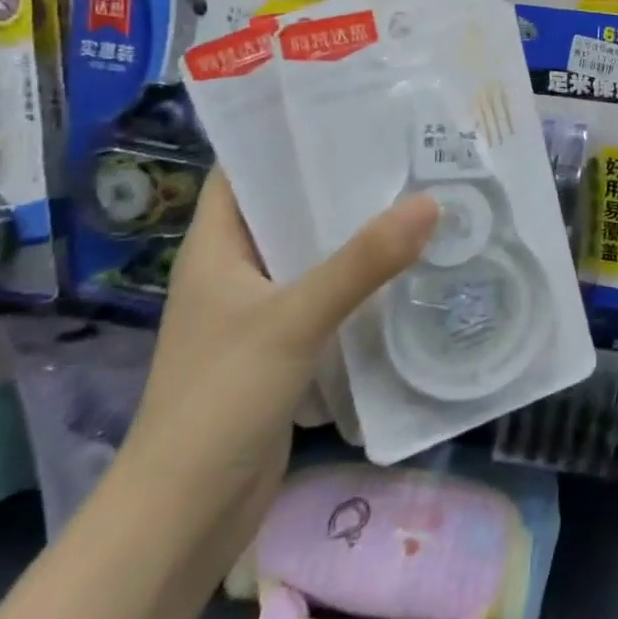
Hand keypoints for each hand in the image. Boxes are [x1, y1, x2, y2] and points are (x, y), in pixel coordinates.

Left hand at [117, 171, 437, 566]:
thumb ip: (362, 262)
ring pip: (312, 251)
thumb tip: (431, 202)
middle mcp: (235, 269)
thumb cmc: (219, 400)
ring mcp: (260, 309)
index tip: (344, 103)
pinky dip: (360, 276)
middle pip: (287, 206)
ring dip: (356, 229)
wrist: (186, 515)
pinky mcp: (284, 345)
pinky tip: (408, 263)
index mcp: (216, 247)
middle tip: (403, 146)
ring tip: (418, 192)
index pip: (243, 168)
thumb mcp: (294, 320)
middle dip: (338, 178)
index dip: (283, 133)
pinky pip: (327, 293)